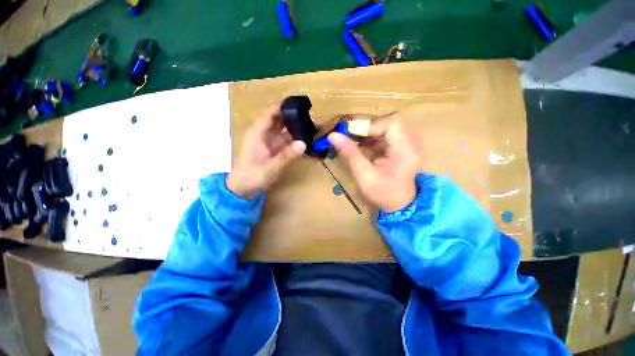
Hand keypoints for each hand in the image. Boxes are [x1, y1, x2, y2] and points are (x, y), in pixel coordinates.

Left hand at [227, 105, 305, 197]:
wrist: (243, 189)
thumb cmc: (252, 177)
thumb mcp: (270, 168)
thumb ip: (286, 156)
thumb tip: (303, 144)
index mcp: (257, 133)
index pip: (270, 113)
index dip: (283, 106)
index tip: (299, 104)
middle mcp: (263, 133)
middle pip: (279, 119)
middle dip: (293, 116)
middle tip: (311, 117)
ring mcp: (269, 141)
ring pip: (284, 129)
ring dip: (296, 128)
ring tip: (312, 127)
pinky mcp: (274, 148)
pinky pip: (286, 140)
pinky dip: (295, 139)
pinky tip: (306, 139)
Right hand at [328, 114, 417, 212]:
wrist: (399, 203)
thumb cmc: (383, 193)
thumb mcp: (364, 175)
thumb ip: (350, 153)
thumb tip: (332, 135)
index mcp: (405, 149)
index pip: (391, 123)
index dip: (370, 124)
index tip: (350, 133)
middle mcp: (409, 141)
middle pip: (386, 121)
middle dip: (364, 126)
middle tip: (345, 133)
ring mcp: (405, 142)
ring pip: (383, 125)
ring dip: (364, 131)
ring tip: (348, 138)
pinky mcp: (398, 145)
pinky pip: (382, 134)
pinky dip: (368, 137)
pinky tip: (357, 143)